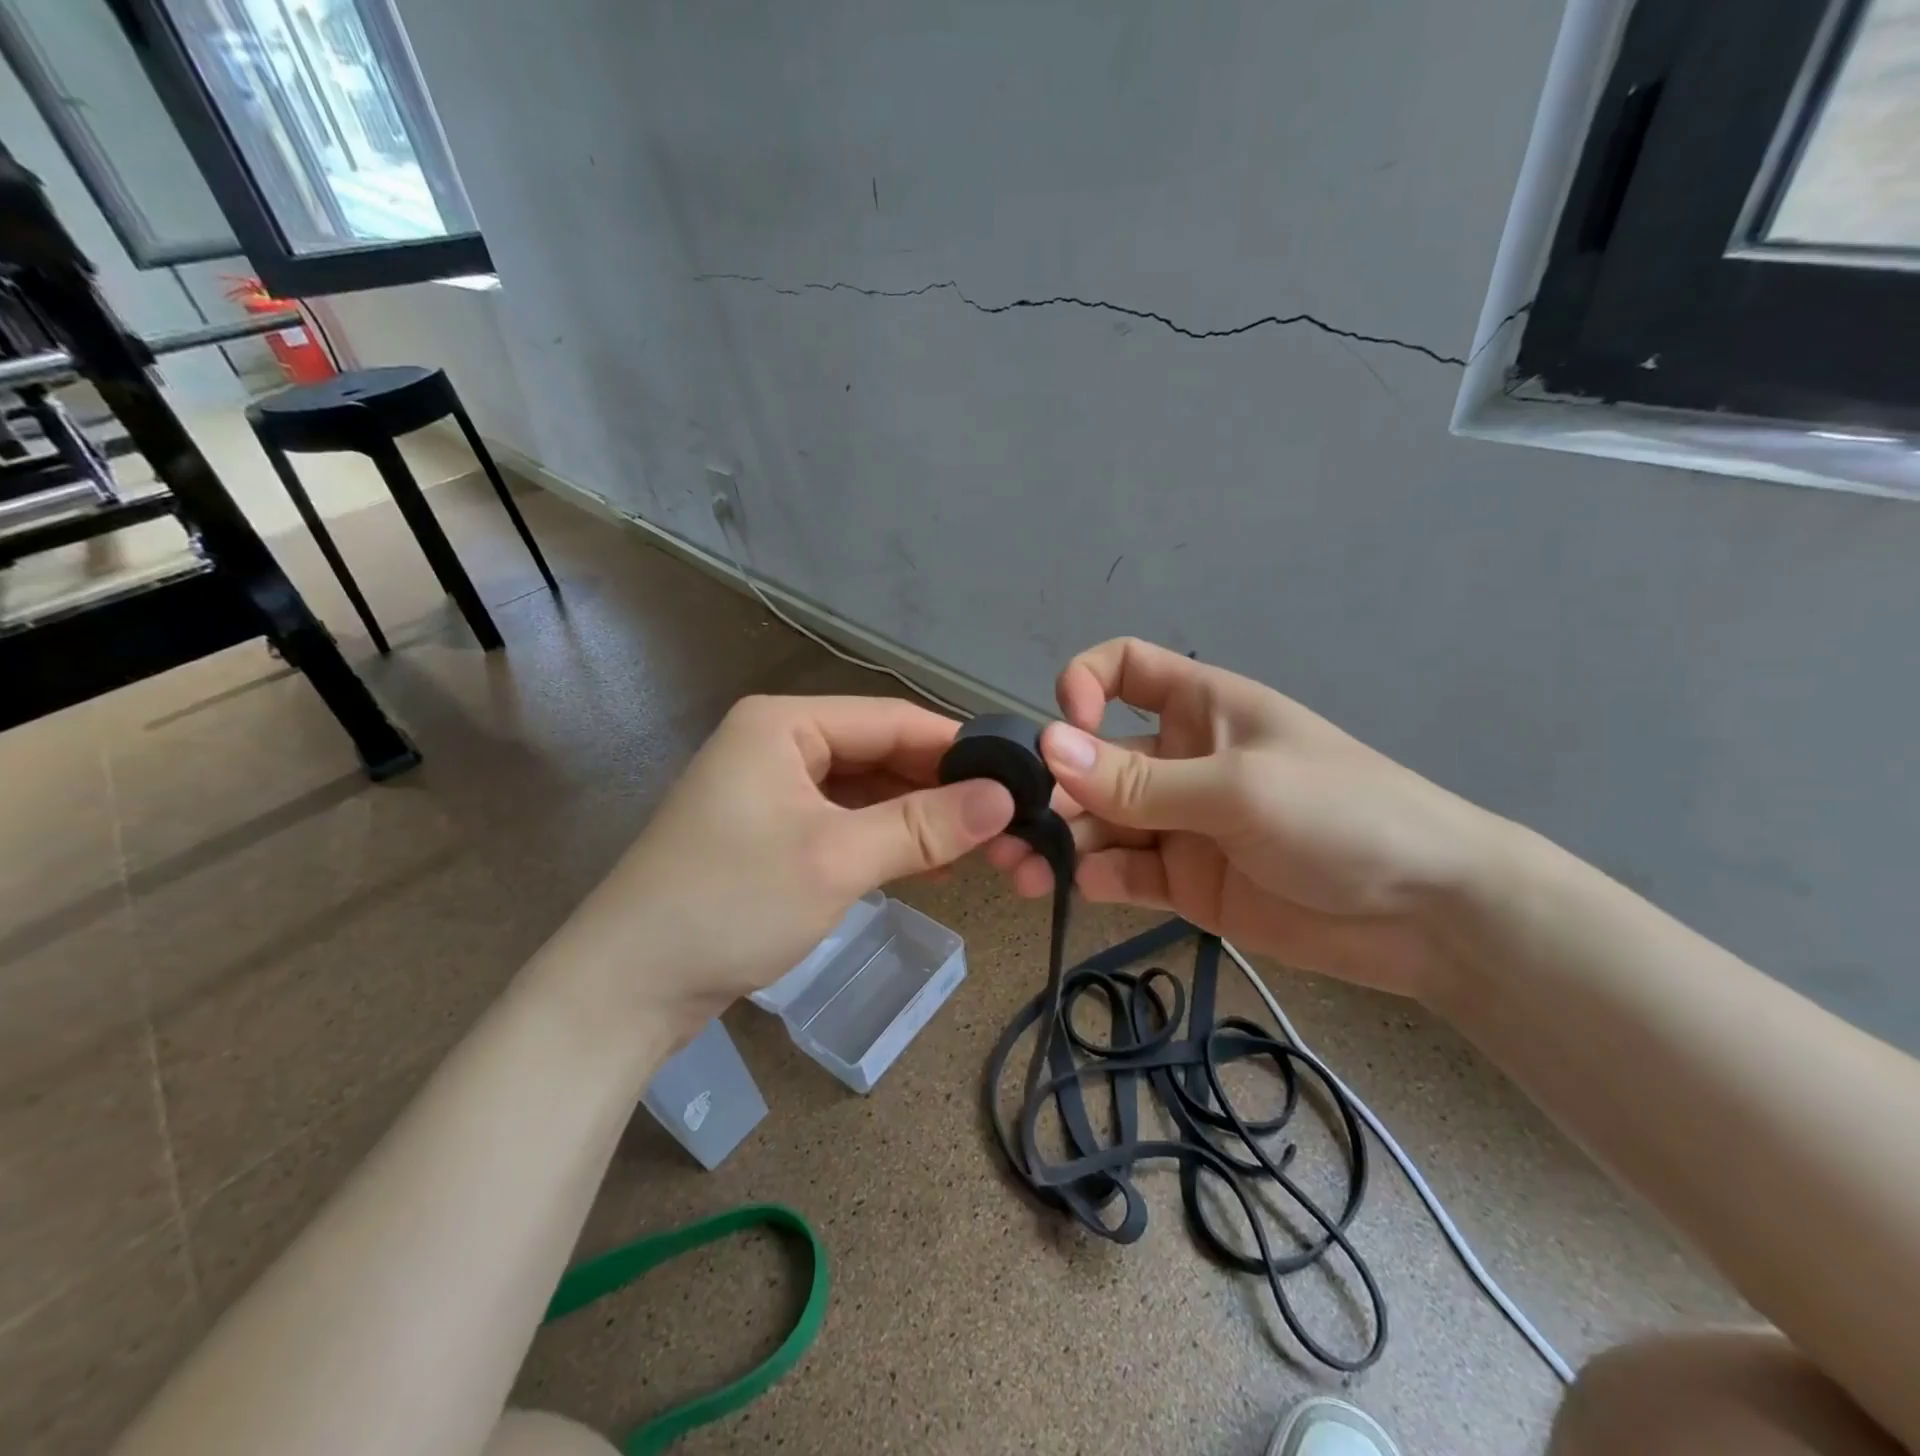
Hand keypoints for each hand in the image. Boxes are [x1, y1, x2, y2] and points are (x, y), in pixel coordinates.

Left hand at [540, 695, 1013, 1037]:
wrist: (627, 987)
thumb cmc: (731, 904)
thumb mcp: (837, 859)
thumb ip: (924, 825)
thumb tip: (1005, 798)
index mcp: (785, 724)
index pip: (893, 720)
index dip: (958, 747)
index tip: (1018, 776)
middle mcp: (778, 743)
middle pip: (881, 753)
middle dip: (941, 788)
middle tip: (1006, 820)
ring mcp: (772, 789)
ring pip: (866, 790)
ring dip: (917, 817)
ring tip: (978, 845)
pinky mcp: (772, 832)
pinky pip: (845, 821)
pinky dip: (886, 839)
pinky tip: (928, 863)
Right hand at [986, 639, 1503, 996]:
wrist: (1427, 915)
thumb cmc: (1342, 816)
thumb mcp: (1236, 789)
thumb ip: (1138, 780)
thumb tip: (1047, 748)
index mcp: (1199, 708)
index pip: (1122, 670)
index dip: (1082, 686)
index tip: (1063, 728)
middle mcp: (1179, 759)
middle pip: (1094, 760)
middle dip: (1051, 788)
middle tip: (1006, 829)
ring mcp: (1179, 823)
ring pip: (1098, 822)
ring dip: (1059, 840)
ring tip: (1021, 870)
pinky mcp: (1184, 881)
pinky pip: (1124, 870)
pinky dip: (1096, 876)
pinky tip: (1082, 887)